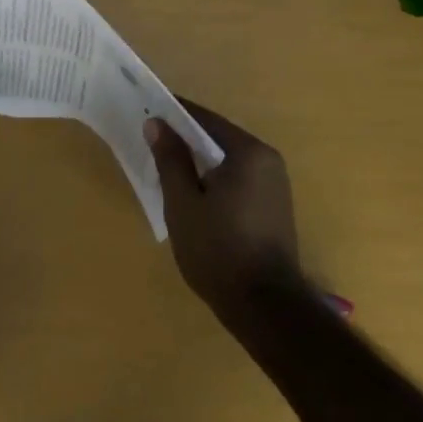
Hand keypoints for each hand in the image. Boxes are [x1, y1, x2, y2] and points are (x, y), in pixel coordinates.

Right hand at [146, 97, 302, 331]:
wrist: (265, 308)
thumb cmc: (218, 251)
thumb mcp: (183, 203)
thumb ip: (170, 159)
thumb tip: (156, 123)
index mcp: (248, 152)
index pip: (205, 119)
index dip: (174, 115)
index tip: (147, 112)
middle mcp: (268, 160)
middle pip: (218, 138)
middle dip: (186, 140)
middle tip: (152, 143)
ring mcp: (275, 184)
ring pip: (228, 161)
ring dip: (200, 162)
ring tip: (168, 169)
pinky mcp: (275, 206)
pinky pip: (239, 179)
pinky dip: (216, 179)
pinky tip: (195, 195)